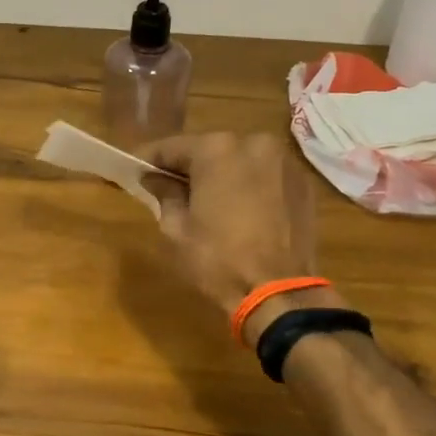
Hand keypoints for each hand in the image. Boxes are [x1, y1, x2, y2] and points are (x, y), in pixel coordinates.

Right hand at [142, 132, 341, 345]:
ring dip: (221, 175)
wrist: (279, 292)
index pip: (172, 147)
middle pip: (209, 150)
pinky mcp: (302, 182)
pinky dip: (248, 185)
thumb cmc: (218, 260)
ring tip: (206, 200)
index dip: (149, 160)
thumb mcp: (177, 230)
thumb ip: (164, 194)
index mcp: (216, 149)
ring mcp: (283, 161)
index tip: (133, 170)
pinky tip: (239, 209)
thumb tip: (156, 179)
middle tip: (169, 187)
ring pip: (240, 160)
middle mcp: (253, 142)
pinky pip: (264, 176)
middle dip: (189, 166)